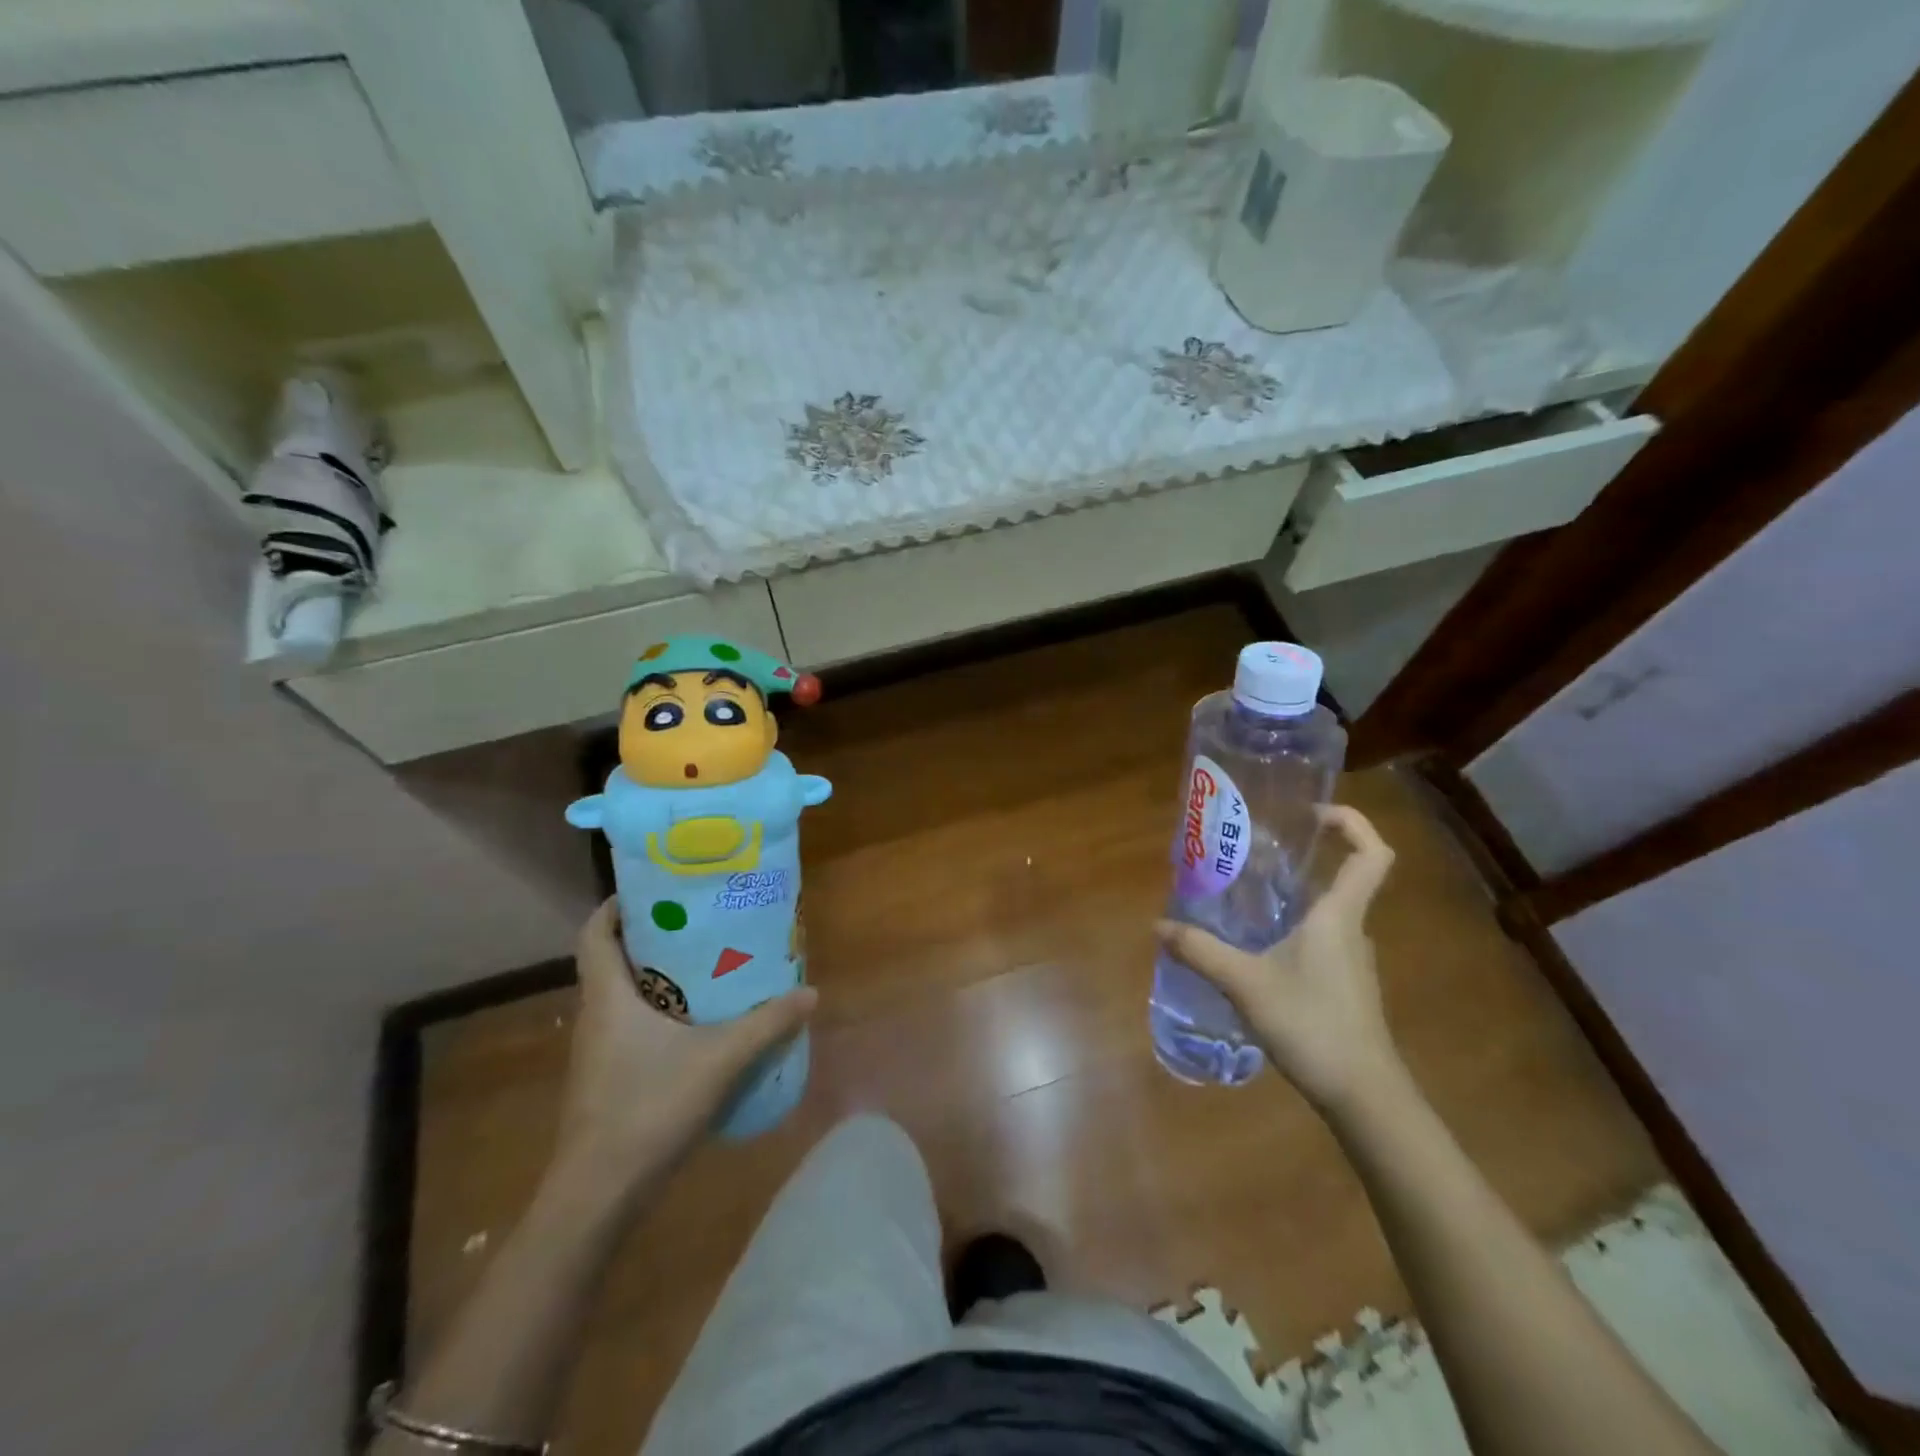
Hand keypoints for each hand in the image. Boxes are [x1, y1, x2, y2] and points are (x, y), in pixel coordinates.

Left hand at [552, 899, 816, 1202]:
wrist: (598, 1196)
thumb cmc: (648, 1107)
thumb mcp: (720, 1059)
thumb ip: (766, 1024)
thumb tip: (810, 993)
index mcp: (608, 997)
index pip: (594, 933)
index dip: (616, 906)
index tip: (653, 890)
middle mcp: (596, 1016)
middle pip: (614, 960)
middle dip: (652, 937)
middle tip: (699, 922)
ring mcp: (598, 1052)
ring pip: (624, 996)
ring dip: (658, 977)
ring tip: (707, 966)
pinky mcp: (607, 1080)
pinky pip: (632, 1027)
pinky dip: (660, 1013)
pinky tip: (698, 1026)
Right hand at [1155, 805, 1400, 1116]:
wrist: (1364, 1096)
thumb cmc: (1312, 1025)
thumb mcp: (1246, 984)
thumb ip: (1201, 952)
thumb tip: (1159, 925)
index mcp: (1338, 916)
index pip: (1371, 854)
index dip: (1352, 823)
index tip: (1313, 813)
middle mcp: (1350, 930)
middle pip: (1340, 880)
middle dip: (1300, 862)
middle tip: (1250, 856)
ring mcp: (1350, 962)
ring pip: (1324, 915)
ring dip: (1290, 902)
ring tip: (1242, 903)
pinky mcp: (1344, 988)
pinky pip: (1318, 943)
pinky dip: (1290, 935)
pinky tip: (1255, 954)